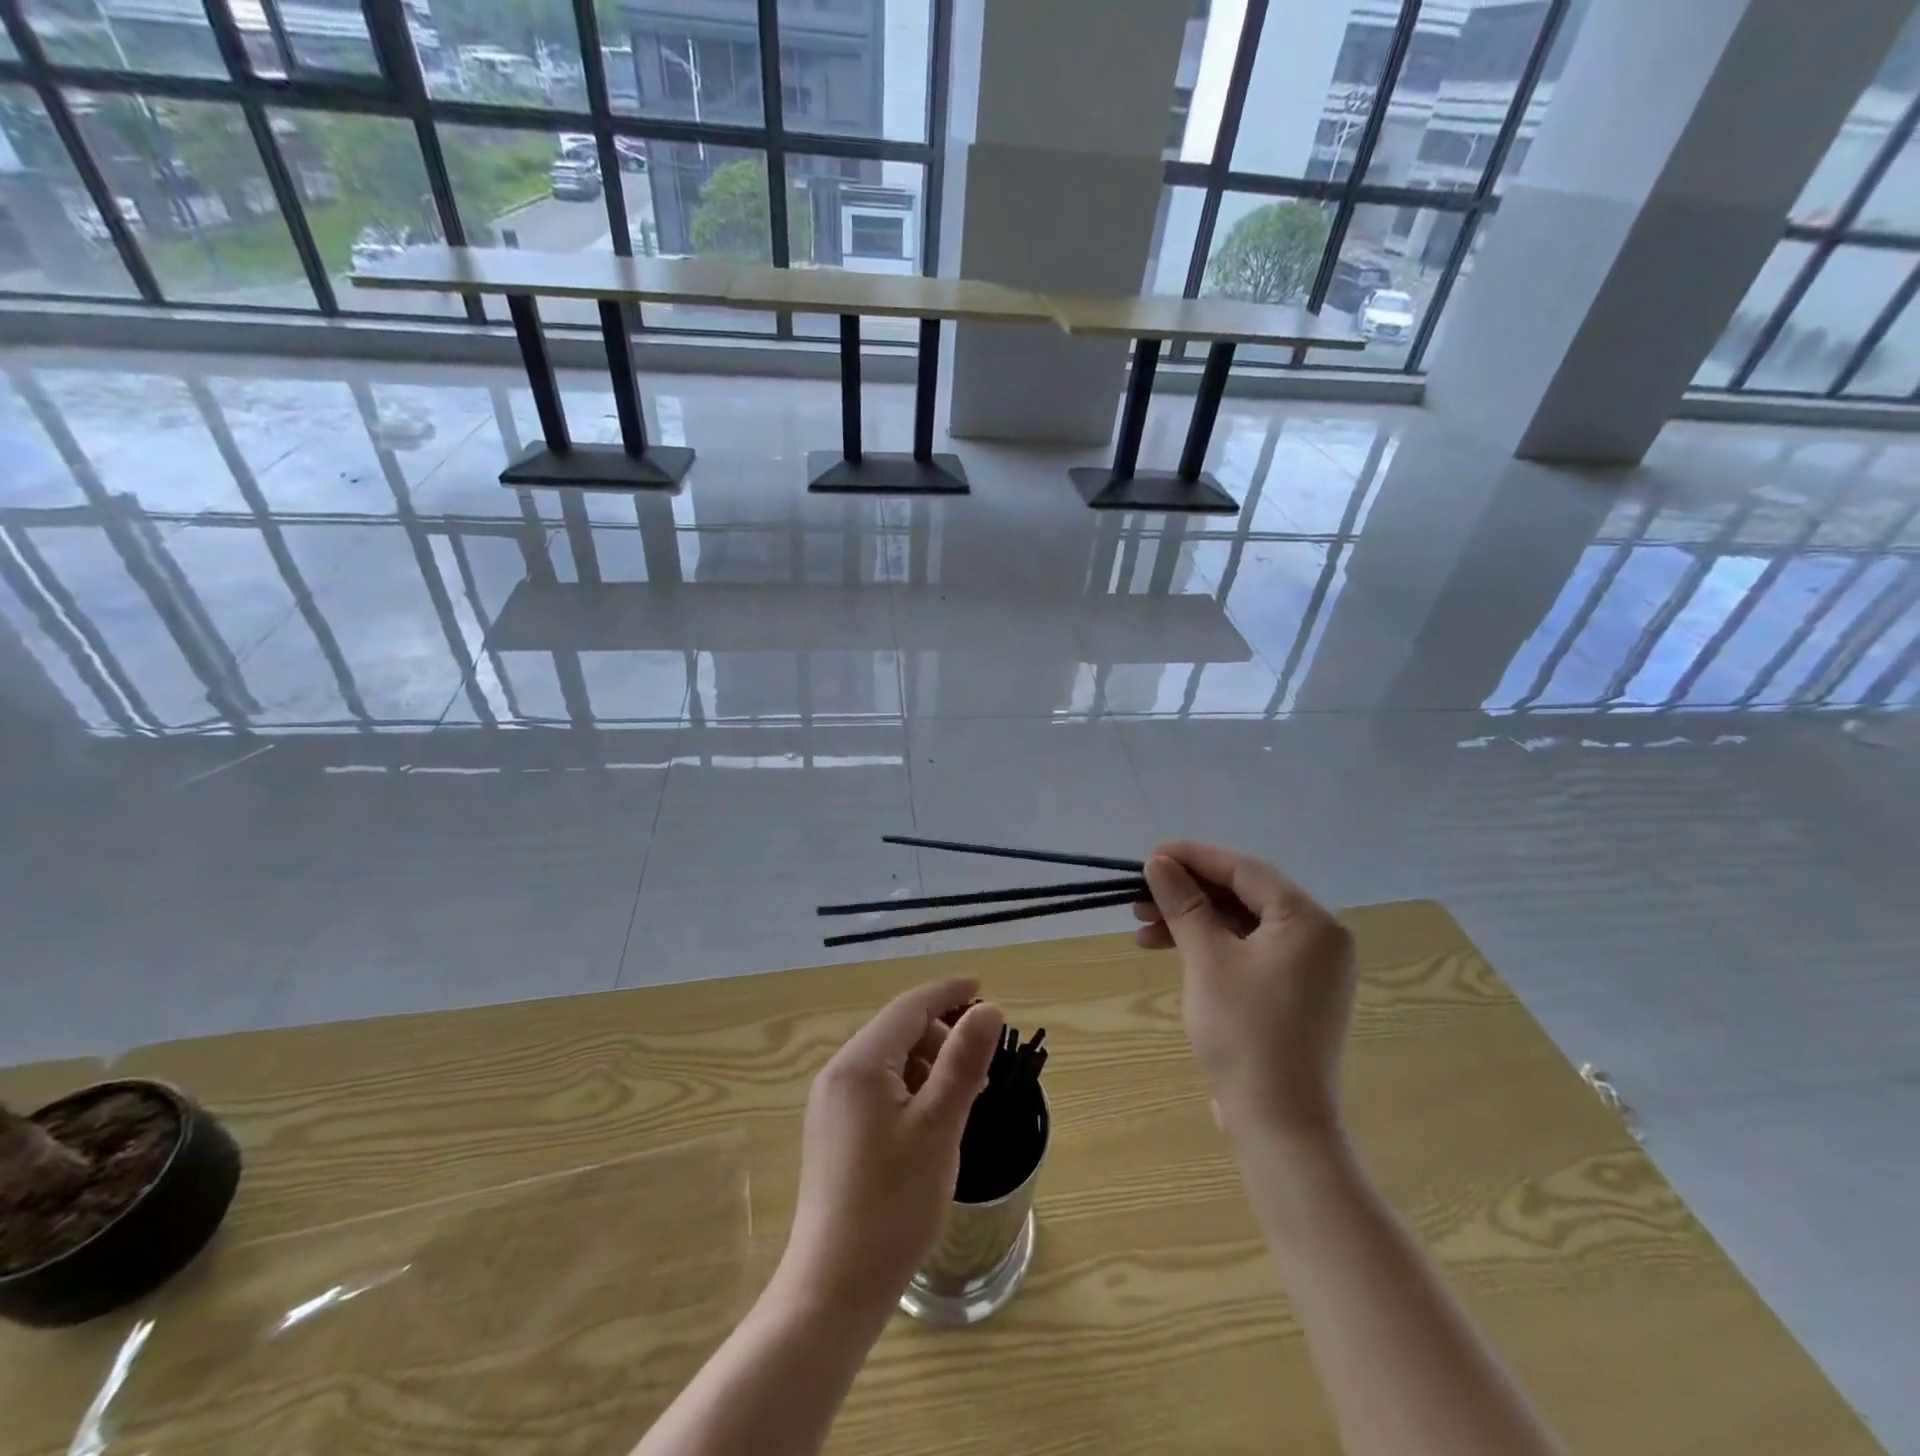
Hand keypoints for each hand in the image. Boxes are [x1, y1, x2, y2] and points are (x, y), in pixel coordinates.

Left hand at [775, 978, 1003, 1322]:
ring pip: (889, 1062)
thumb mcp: (939, 1126)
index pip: (910, 1006)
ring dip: (929, 1065)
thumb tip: (988, 1009)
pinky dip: (910, 1090)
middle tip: (982, 1068)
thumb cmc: (893, 1203)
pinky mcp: (833, 1132)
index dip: (948, 993)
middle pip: (898, 1031)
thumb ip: (963, 1061)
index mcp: (860, 1063)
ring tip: (962, 1098)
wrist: (834, 1287)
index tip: (982, 987)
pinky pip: (877, 1089)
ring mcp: (831, 1104)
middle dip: (942, 1036)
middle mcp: (838, 1073)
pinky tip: (931, 1121)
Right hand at [1134, 841, 1354, 1144]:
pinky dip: (1210, 946)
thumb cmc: (1244, 1032)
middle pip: (1243, 895)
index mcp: (1309, 920)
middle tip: (1139, 896)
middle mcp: (1318, 936)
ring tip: (1143, 928)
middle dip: (1187, 893)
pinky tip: (1171, 951)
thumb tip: (1159, 863)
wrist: (1279, 1123)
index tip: (1149, 856)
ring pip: (1241, 924)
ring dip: (1192, 921)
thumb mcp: (1207, 959)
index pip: (1244, 870)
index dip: (1193, 857)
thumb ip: (1184, 903)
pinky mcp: (1294, 991)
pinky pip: (1249, 950)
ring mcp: (1309, 967)